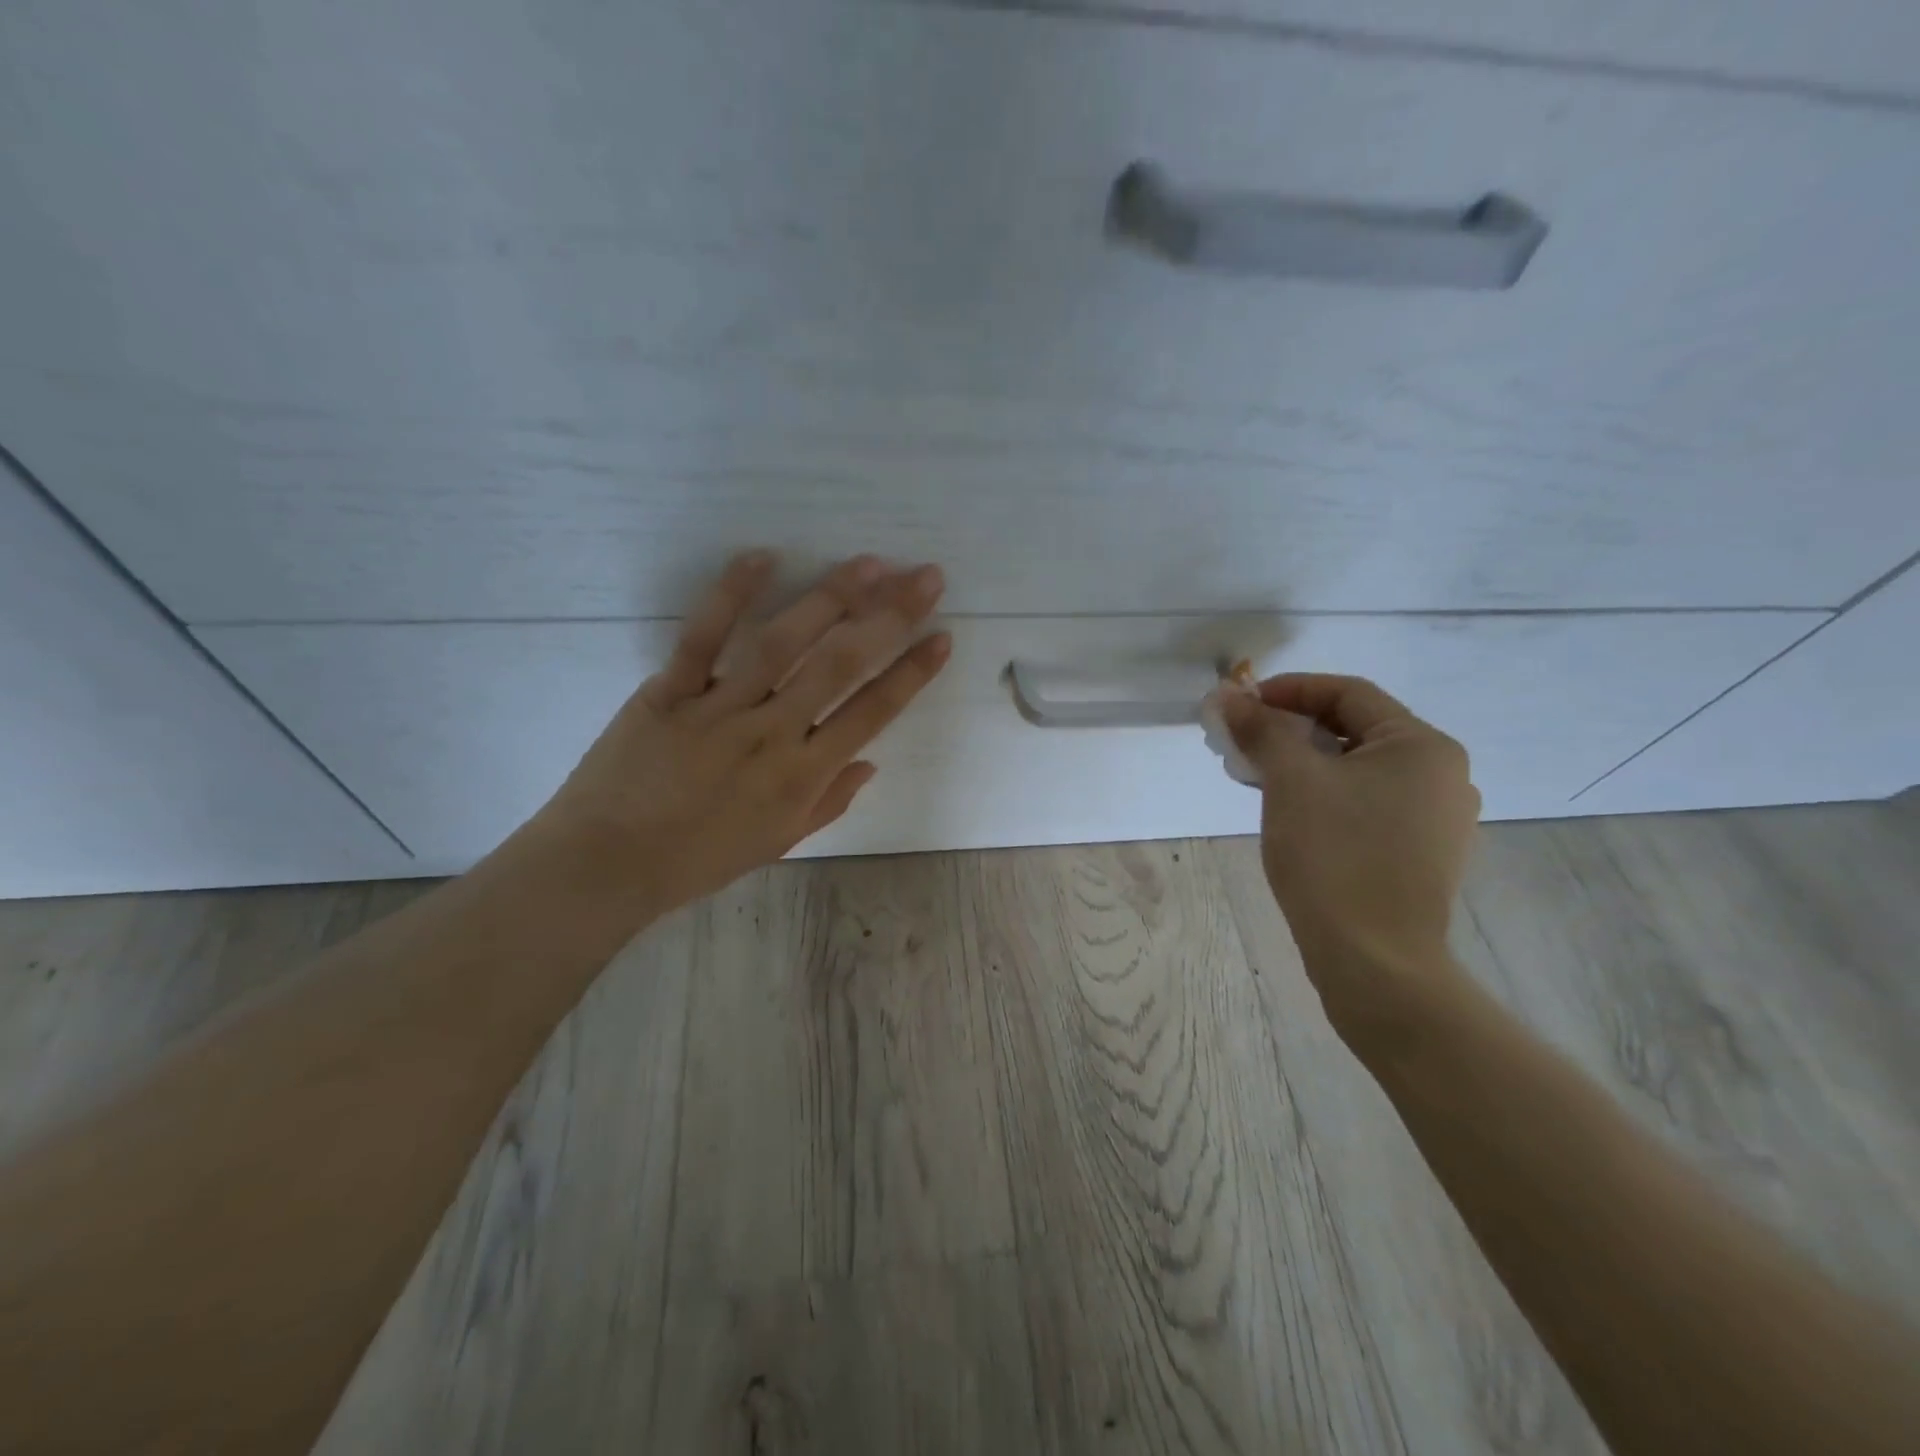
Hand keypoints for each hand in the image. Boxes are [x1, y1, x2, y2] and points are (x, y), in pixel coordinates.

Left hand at [526, 551, 948, 918]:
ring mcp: (720, 709)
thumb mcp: (777, 842)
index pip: (873, 713)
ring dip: (830, 598)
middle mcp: (772, 734)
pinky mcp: (669, 692)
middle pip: (841, 664)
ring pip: (784, 643)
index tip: (942, 636)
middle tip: (924, 577)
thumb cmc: (698, 859)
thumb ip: (829, 802)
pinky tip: (763, 557)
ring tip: (868, 563)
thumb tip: (870, 762)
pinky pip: (702, 637)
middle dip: (890, 617)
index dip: (913, 672)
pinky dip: (730, 594)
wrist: (606, 865)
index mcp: (803, 776)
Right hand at [1221, 674, 1480, 1030]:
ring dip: (1304, 762)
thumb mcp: (1290, 781)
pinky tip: (1290, 811)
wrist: (1375, 961)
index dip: (1288, 689)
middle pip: (1354, 729)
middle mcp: (1442, 774)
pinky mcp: (1422, 853)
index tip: (1240, 704)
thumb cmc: (1334, 857)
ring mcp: (1437, 818)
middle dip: (1291, 728)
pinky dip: (1326, 794)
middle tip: (1241, 741)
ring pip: (1358, 769)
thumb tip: (1228, 696)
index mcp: (1422, 746)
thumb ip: (1261, 729)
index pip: (1348, 693)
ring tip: (1255, 776)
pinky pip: (1368, 803)